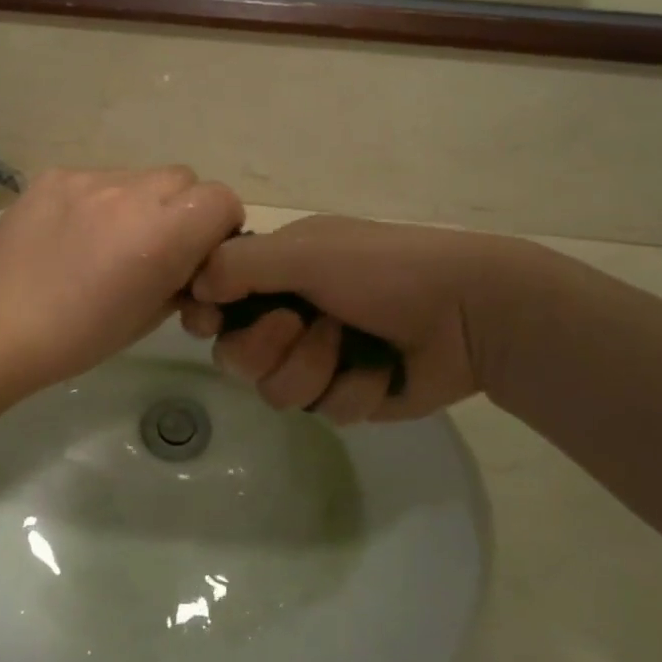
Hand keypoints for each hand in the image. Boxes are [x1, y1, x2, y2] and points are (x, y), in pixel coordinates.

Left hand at [0, 167, 245, 389]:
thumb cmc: (79, 337)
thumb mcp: (150, 316)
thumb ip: (182, 278)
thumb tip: (190, 263)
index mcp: (162, 233)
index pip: (222, 199)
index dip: (219, 226)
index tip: (199, 253)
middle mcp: (131, 193)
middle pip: (184, 179)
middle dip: (181, 209)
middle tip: (155, 246)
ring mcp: (89, 179)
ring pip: (139, 176)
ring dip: (139, 203)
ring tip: (107, 241)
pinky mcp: (54, 175)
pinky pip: (96, 178)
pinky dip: (98, 201)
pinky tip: (72, 233)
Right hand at [181, 217, 536, 423]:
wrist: (468, 312)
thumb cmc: (384, 268)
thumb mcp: (307, 252)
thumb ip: (241, 265)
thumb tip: (194, 287)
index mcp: (277, 273)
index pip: (215, 300)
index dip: (208, 315)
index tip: (211, 320)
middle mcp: (289, 315)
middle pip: (237, 356)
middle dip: (268, 345)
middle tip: (300, 324)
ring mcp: (318, 359)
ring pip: (277, 391)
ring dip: (314, 368)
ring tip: (352, 344)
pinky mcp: (348, 394)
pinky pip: (325, 410)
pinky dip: (354, 389)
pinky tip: (382, 370)